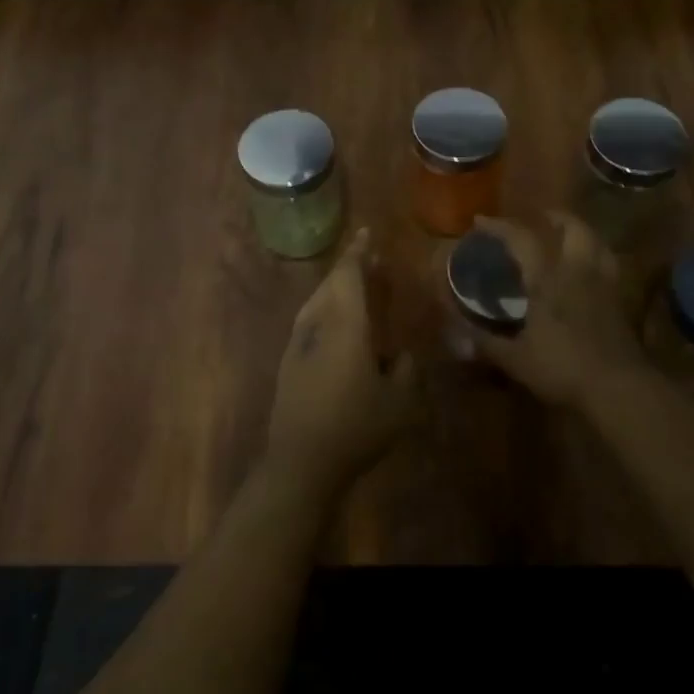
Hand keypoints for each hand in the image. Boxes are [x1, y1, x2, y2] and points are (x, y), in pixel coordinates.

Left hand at [266, 229, 418, 494]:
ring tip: (355, 285)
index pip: (349, 276)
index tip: (367, 233)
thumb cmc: (356, 427)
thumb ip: (406, 370)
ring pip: (316, 301)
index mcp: (346, 326)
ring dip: (335, 286)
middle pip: (330, 283)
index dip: (359, 253)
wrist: (300, 461)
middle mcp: (318, 325)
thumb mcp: (400, 402)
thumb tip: (401, 354)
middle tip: (368, 258)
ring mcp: (298, 343)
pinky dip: (325, 308)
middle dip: (349, 266)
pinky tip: (335, 323)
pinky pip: (309, 319)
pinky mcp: (288, 362)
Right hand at [471, 213, 647, 409]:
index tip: (481, 221)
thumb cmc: (562, 368)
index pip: (523, 239)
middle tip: (539, 218)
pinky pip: (609, 265)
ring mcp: (603, 284)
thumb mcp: (515, 359)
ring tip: (567, 237)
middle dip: (554, 217)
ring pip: (598, 243)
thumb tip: (455, 332)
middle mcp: (577, 271)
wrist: (619, 387)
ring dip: (581, 232)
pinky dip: (597, 257)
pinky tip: (588, 271)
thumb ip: (485, 342)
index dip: (500, 227)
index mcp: (548, 279)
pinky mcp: (620, 301)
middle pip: (573, 228)